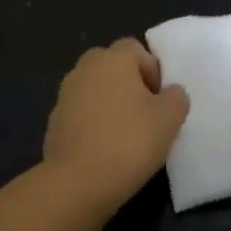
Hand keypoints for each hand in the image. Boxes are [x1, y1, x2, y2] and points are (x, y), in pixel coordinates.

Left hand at [43, 38, 189, 203]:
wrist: (77, 182)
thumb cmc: (129, 142)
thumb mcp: (169, 119)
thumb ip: (176, 97)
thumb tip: (170, 92)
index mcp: (112, 59)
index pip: (135, 48)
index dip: (152, 70)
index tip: (160, 99)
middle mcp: (84, 69)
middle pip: (112, 66)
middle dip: (129, 84)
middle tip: (145, 113)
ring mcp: (64, 95)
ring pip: (95, 90)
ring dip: (110, 103)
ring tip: (126, 134)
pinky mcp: (54, 122)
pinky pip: (81, 113)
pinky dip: (93, 124)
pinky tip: (104, 149)